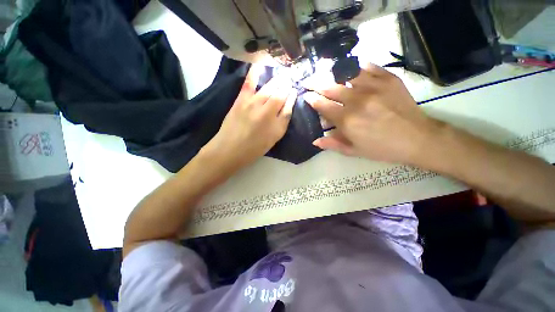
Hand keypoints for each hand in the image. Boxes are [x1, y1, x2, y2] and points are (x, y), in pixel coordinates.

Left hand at [204, 65, 295, 168]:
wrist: (230, 149)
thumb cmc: (254, 148)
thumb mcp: (274, 138)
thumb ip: (283, 120)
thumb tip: (290, 103)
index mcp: (276, 122)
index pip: (287, 103)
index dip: (292, 95)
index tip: (294, 89)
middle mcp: (267, 110)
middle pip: (280, 93)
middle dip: (286, 84)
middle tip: (290, 77)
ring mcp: (253, 103)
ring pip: (269, 87)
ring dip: (277, 78)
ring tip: (282, 72)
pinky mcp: (241, 99)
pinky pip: (249, 83)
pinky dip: (254, 72)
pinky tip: (259, 63)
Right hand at [303, 63, 443, 165]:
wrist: (418, 138)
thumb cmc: (382, 148)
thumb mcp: (354, 151)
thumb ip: (333, 144)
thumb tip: (315, 141)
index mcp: (347, 121)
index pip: (323, 106)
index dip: (312, 99)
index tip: (306, 95)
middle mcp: (357, 101)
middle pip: (330, 87)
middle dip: (315, 82)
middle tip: (308, 80)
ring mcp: (374, 87)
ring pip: (346, 73)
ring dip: (332, 71)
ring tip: (324, 69)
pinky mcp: (389, 79)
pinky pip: (369, 67)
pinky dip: (357, 66)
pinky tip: (350, 67)